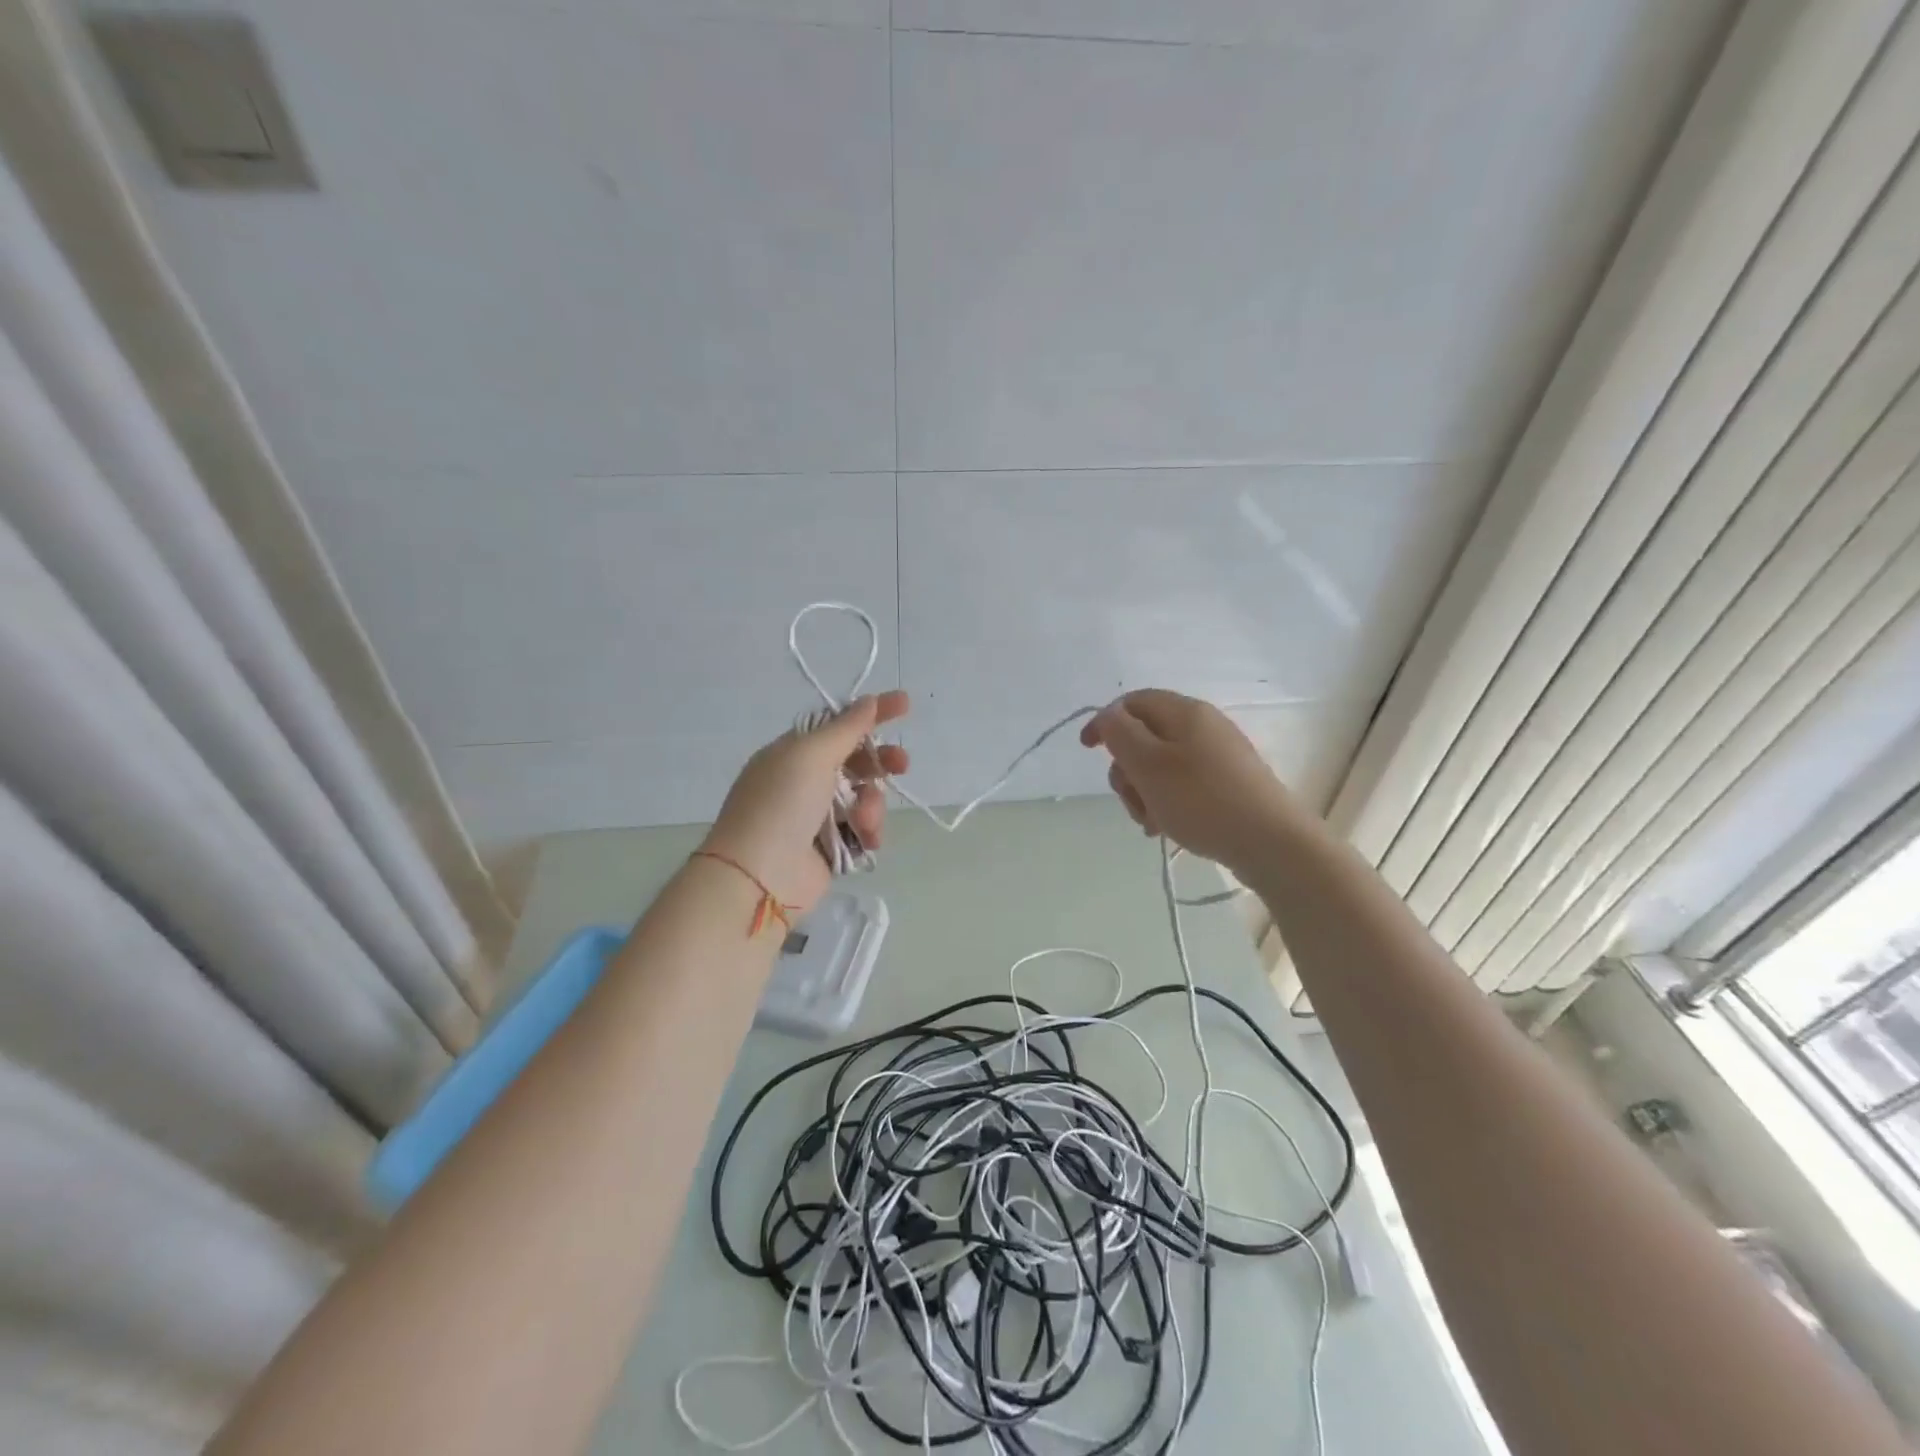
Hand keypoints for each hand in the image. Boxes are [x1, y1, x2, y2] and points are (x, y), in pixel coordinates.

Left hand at [702, 691, 909, 916]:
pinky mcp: (829, 848)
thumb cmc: (781, 804)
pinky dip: (868, 832)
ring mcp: (816, 816)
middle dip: (881, 762)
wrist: (759, 877)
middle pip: (855, 762)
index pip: (838, 724)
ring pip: (864, 798)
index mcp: (793, 753)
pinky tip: (866, 840)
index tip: (905, 704)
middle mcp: (804, 781)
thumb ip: (845, 728)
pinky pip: (862, 830)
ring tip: (864, 822)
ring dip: (872, 805)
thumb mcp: (811, 755)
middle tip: (902, 764)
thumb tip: (867, 701)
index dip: (871, 713)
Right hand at [1080, 689, 1297, 874]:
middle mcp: (1203, 726)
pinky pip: (1182, 784)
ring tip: (1151, 822)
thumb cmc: (1202, 800)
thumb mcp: (1149, 764)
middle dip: (1127, 769)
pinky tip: (1167, 827)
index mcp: (1185, 712)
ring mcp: (1218, 755)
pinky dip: (1166, 802)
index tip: (1087, 751)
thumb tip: (1108, 716)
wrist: (1272, 843)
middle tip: (1131, 799)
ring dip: (1144, 792)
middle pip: (1144, 736)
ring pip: (1160, 765)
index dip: (1105, 722)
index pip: (1132, 702)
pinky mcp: (1228, 783)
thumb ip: (1120, 733)